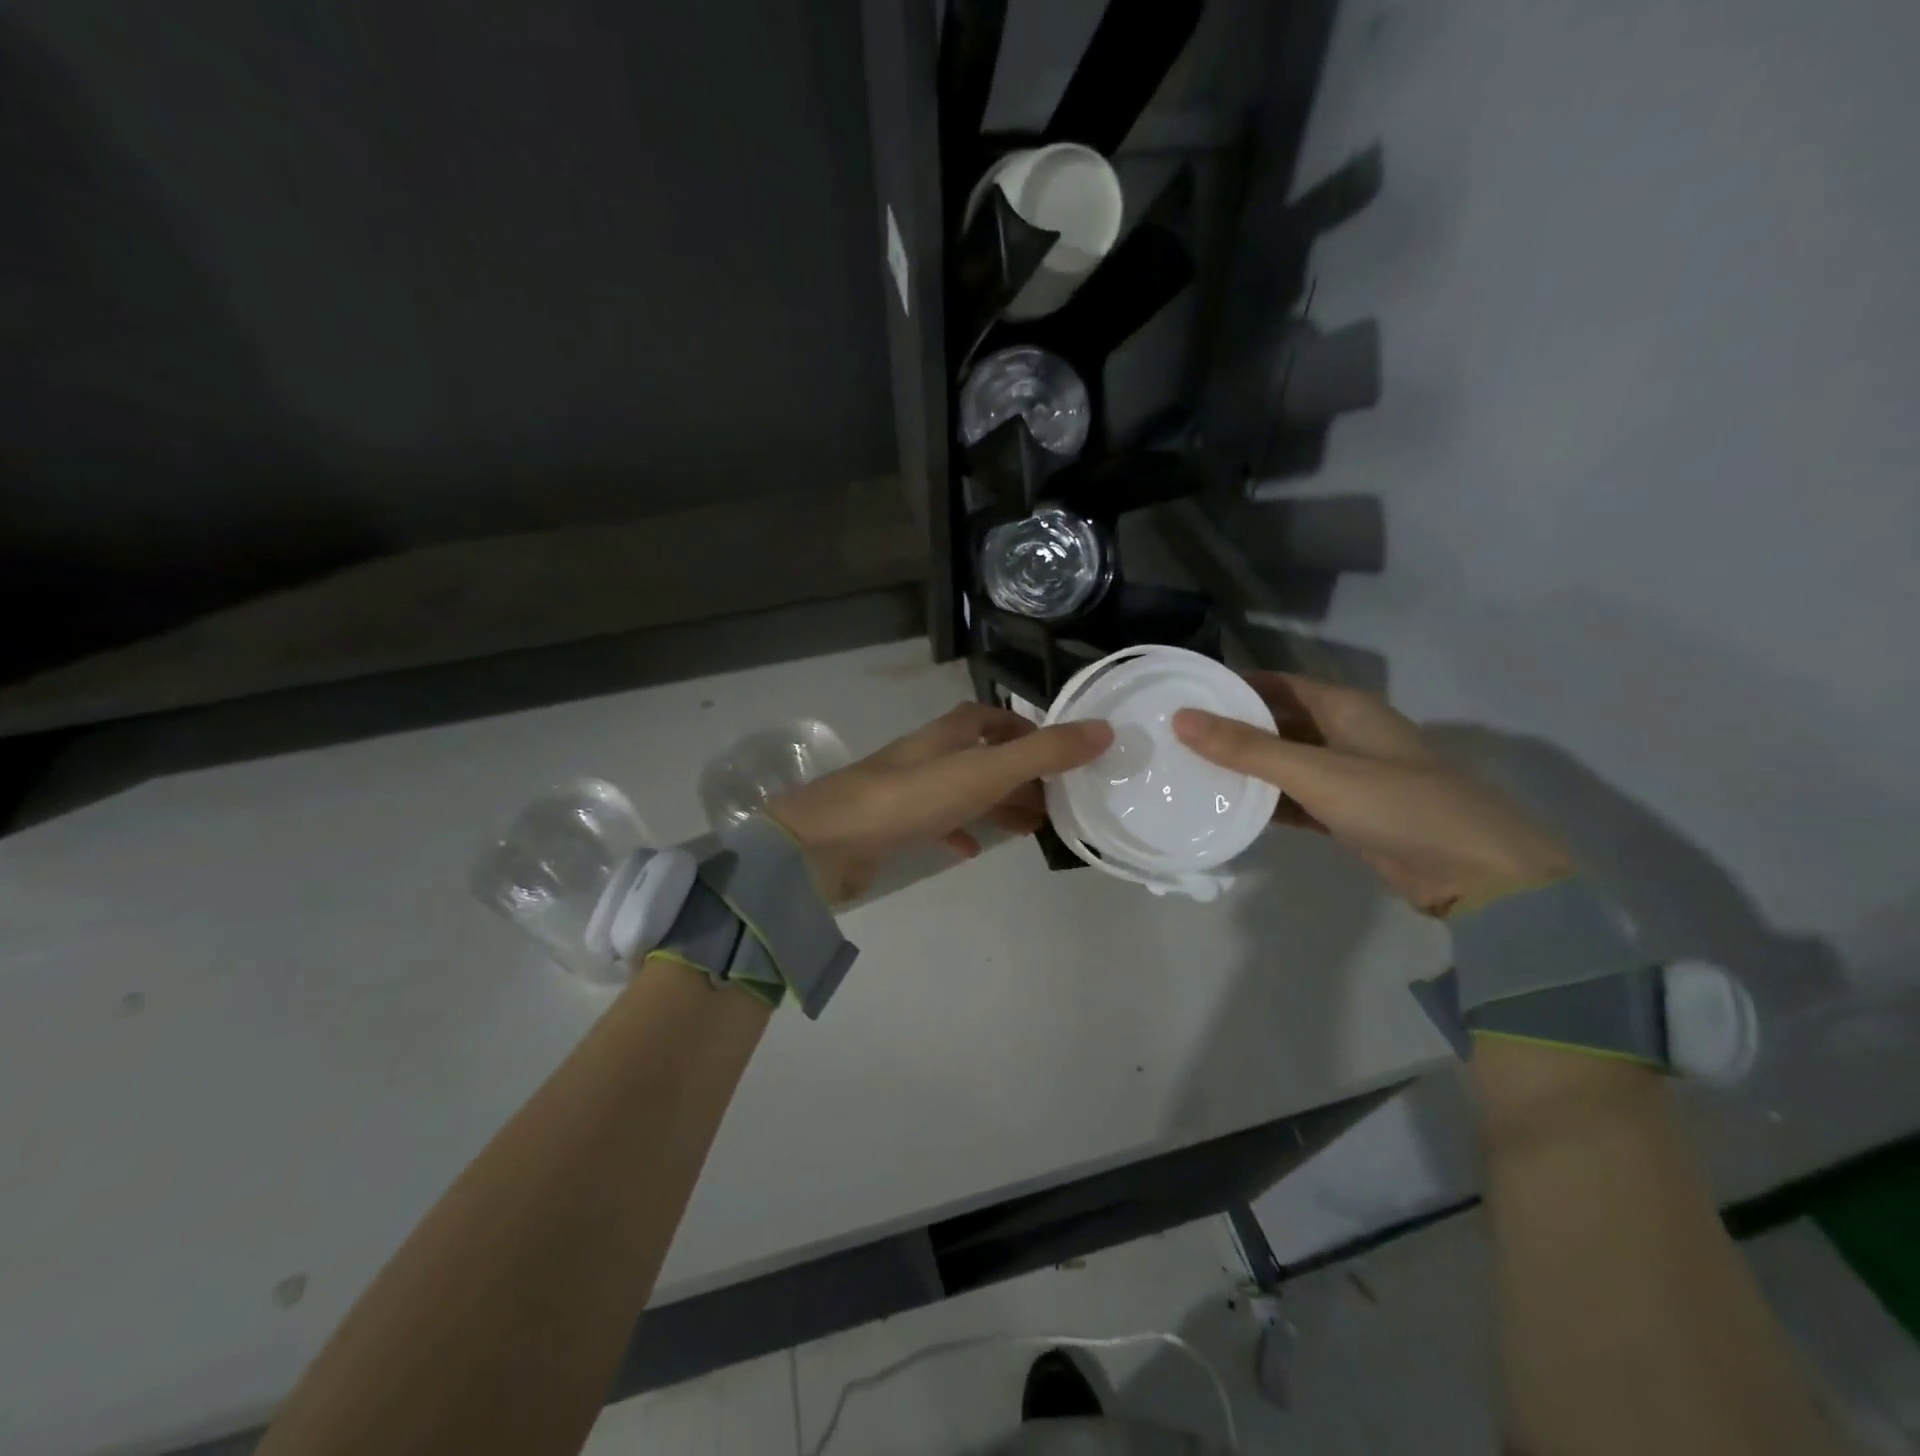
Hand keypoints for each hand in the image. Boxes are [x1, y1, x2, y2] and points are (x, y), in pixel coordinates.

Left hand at [767, 703, 1113, 902]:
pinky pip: (935, 824)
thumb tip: (1104, 729)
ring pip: (962, 791)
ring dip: (995, 804)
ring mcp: (905, 790)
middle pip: (981, 757)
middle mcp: (926, 755)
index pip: (991, 718)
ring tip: (1030, 827)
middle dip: (1018, 775)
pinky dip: (960, 832)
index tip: (1057, 752)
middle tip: (1055, 800)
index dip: (1024, 728)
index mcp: (947, 735)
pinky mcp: (891, 826)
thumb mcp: (984, 772)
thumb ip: (1043, 753)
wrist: (825, 842)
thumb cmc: (909, 798)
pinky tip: (973, 850)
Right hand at [1172, 673, 1571, 916]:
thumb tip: (1181, 719)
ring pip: (1285, 763)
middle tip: (1176, 738)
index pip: (1277, 683)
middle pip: (1278, 722)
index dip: (1234, 685)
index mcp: (1345, 707)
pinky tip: (1229, 810)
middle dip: (1233, 728)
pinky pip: (1297, 799)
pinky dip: (1267, 802)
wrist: (1477, 873)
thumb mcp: (1315, 771)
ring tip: (1191, 772)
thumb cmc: (1397, 804)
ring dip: (1246, 768)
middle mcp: (1345, 734)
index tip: (1185, 696)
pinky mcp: (1349, 815)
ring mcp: (1349, 776)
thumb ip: (1246, 748)